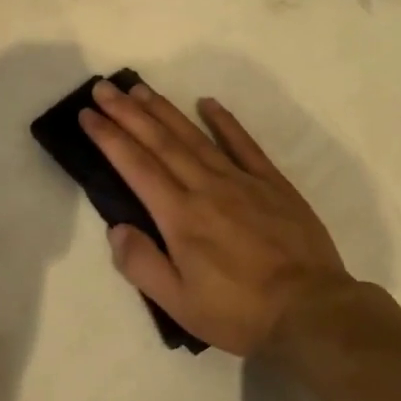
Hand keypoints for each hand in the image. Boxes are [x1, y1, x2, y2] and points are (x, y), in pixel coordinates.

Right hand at [80, 80, 357, 358]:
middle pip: (160, 141)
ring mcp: (241, 181)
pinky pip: (244, 144)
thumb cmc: (240, 312)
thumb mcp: (179, 303)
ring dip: (164, 110)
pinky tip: (208, 102)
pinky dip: (224, 121)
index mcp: (180, 216)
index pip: (135, 166)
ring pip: (194, 136)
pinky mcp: (272, 183)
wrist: (313, 312)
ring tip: (140, 89)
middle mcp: (205, 187)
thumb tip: (116, 228)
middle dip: (128, 112)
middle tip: (104, 88)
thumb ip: (142, 264)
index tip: (87, 114)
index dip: (109, 137)